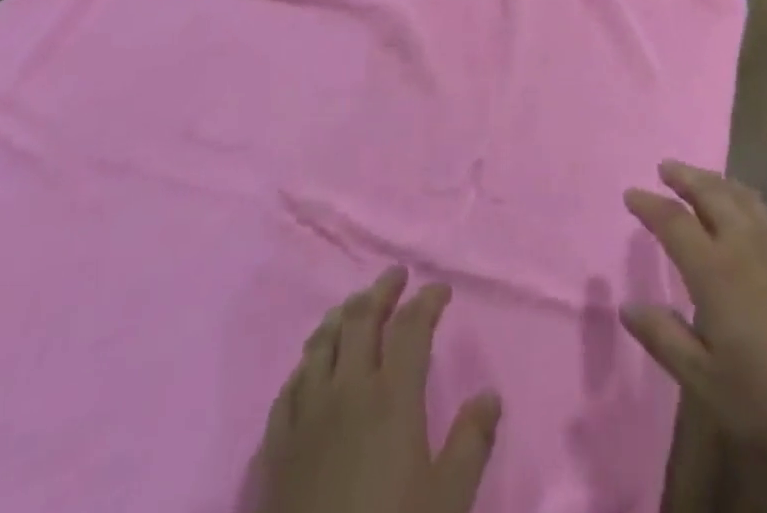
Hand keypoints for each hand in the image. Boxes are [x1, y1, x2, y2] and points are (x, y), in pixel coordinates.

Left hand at [247, 267, 501, 512]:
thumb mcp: (448, 501)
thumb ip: (472, 442)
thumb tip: (490, 395)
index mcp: (392, 396)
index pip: (412, 326)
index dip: (428, 299)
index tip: (441, 289)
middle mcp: (347, 390)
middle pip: (361, 319)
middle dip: (382, 290)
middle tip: (396, 276)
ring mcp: (306, 417)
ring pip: (320, 344)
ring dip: (341, 317)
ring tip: (354, 307)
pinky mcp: (276, 449)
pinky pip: (288, 387)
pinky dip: (306, 364)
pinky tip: (310, 367)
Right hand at [620, 162, 766, 512]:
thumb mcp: (707, 382)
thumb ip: (665, 338)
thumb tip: (628, 305)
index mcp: (715, 269)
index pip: (673, 222)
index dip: (650, 205)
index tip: (632, 193)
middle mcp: (746, 243)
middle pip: (711, 193)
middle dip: (685, 177)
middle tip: (666, 167)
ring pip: (742, 196)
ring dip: (716, 182)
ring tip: (702, 178)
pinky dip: (746, 200)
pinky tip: (748, 214)